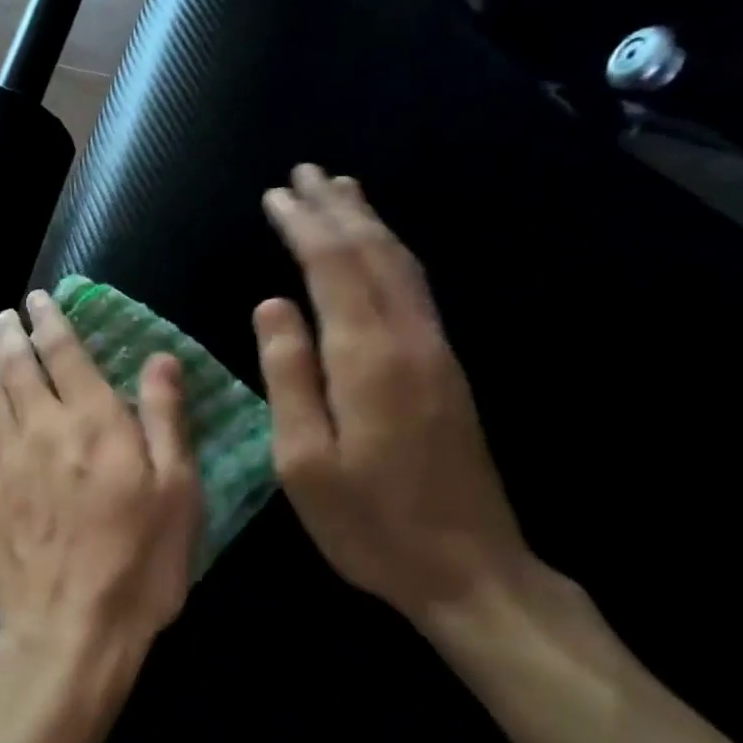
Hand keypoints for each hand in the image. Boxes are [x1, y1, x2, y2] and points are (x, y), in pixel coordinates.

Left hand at [0, 290, 203, 695]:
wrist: (70, 630)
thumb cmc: (139, 563)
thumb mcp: (177, 491)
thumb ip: (165, 418)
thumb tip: (159, 358)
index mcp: (93, 421)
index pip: (65, 354)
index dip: (51, 321)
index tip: (39, 299)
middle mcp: (43, 429)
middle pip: (20, 368)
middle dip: (13, 334)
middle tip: (8, 315)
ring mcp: (9, 462)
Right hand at [253, 165, 530, 624]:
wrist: (470, 569)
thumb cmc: (371, 524)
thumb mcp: (305, 461)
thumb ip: (289, 376)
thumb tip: (271, 305)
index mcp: (368, 359)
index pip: (332, 268)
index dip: (303, 226)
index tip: (275, 195)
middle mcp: (409, 340)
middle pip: (373, 253)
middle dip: (337, 208)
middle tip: (305, 173)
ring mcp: (436, 353)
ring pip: (402, 266)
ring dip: (369, 223)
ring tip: (341, 191)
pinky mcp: (447, 370)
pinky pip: (414, 289)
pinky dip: (390, 255)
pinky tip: (378, 251)